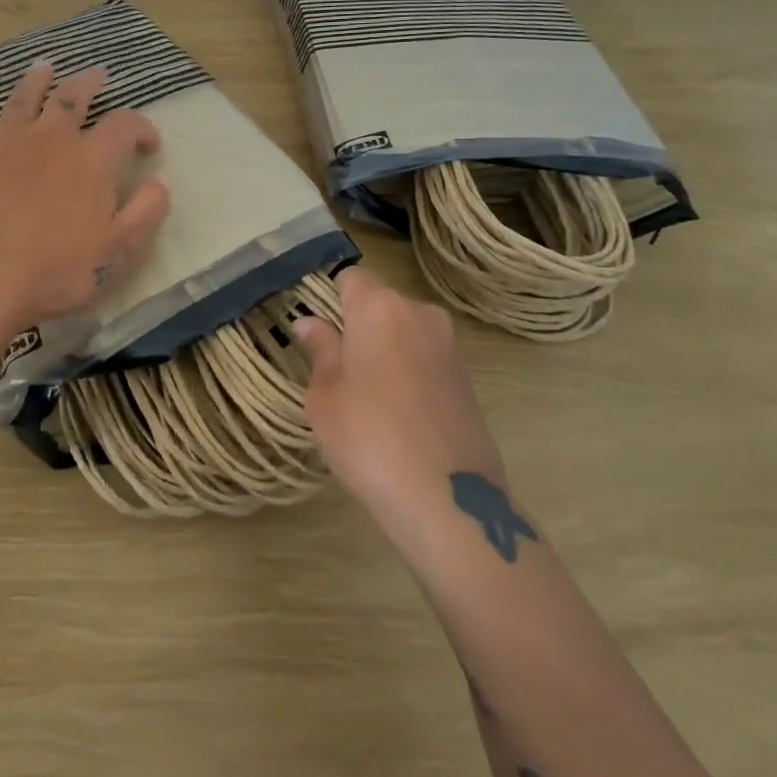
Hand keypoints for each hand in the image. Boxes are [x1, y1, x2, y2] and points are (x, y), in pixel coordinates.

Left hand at [0, 61, 170, 327]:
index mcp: (90, 160)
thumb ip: (147, 211)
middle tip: (97, 75)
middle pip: (72, 98)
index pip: (124, 125)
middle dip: (88, 84)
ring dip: (35, 80)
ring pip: (22, 99)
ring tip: (43, 66)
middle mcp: (50, 140)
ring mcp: (5, 145)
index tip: (149, 144)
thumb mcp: (120, 250)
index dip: (141, 127)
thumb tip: (160, 182)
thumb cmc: (58, 270)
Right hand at [294, 265, 507, 525]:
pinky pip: (425, 360)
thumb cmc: (367, 436)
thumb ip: (319, 350)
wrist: (448, 499)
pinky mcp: (467, 381)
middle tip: (333, 365)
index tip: (314, 327)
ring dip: (384, 349)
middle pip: (380, 303)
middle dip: (357, 324)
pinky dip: (408, 373)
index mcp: (379, 307)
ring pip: (404, 332)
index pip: (350, 276)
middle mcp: (419, 314)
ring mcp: (449, 347)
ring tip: (364, 394)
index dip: (329, 295)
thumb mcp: (325, 394)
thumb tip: (310, 322)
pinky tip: (395, 414)